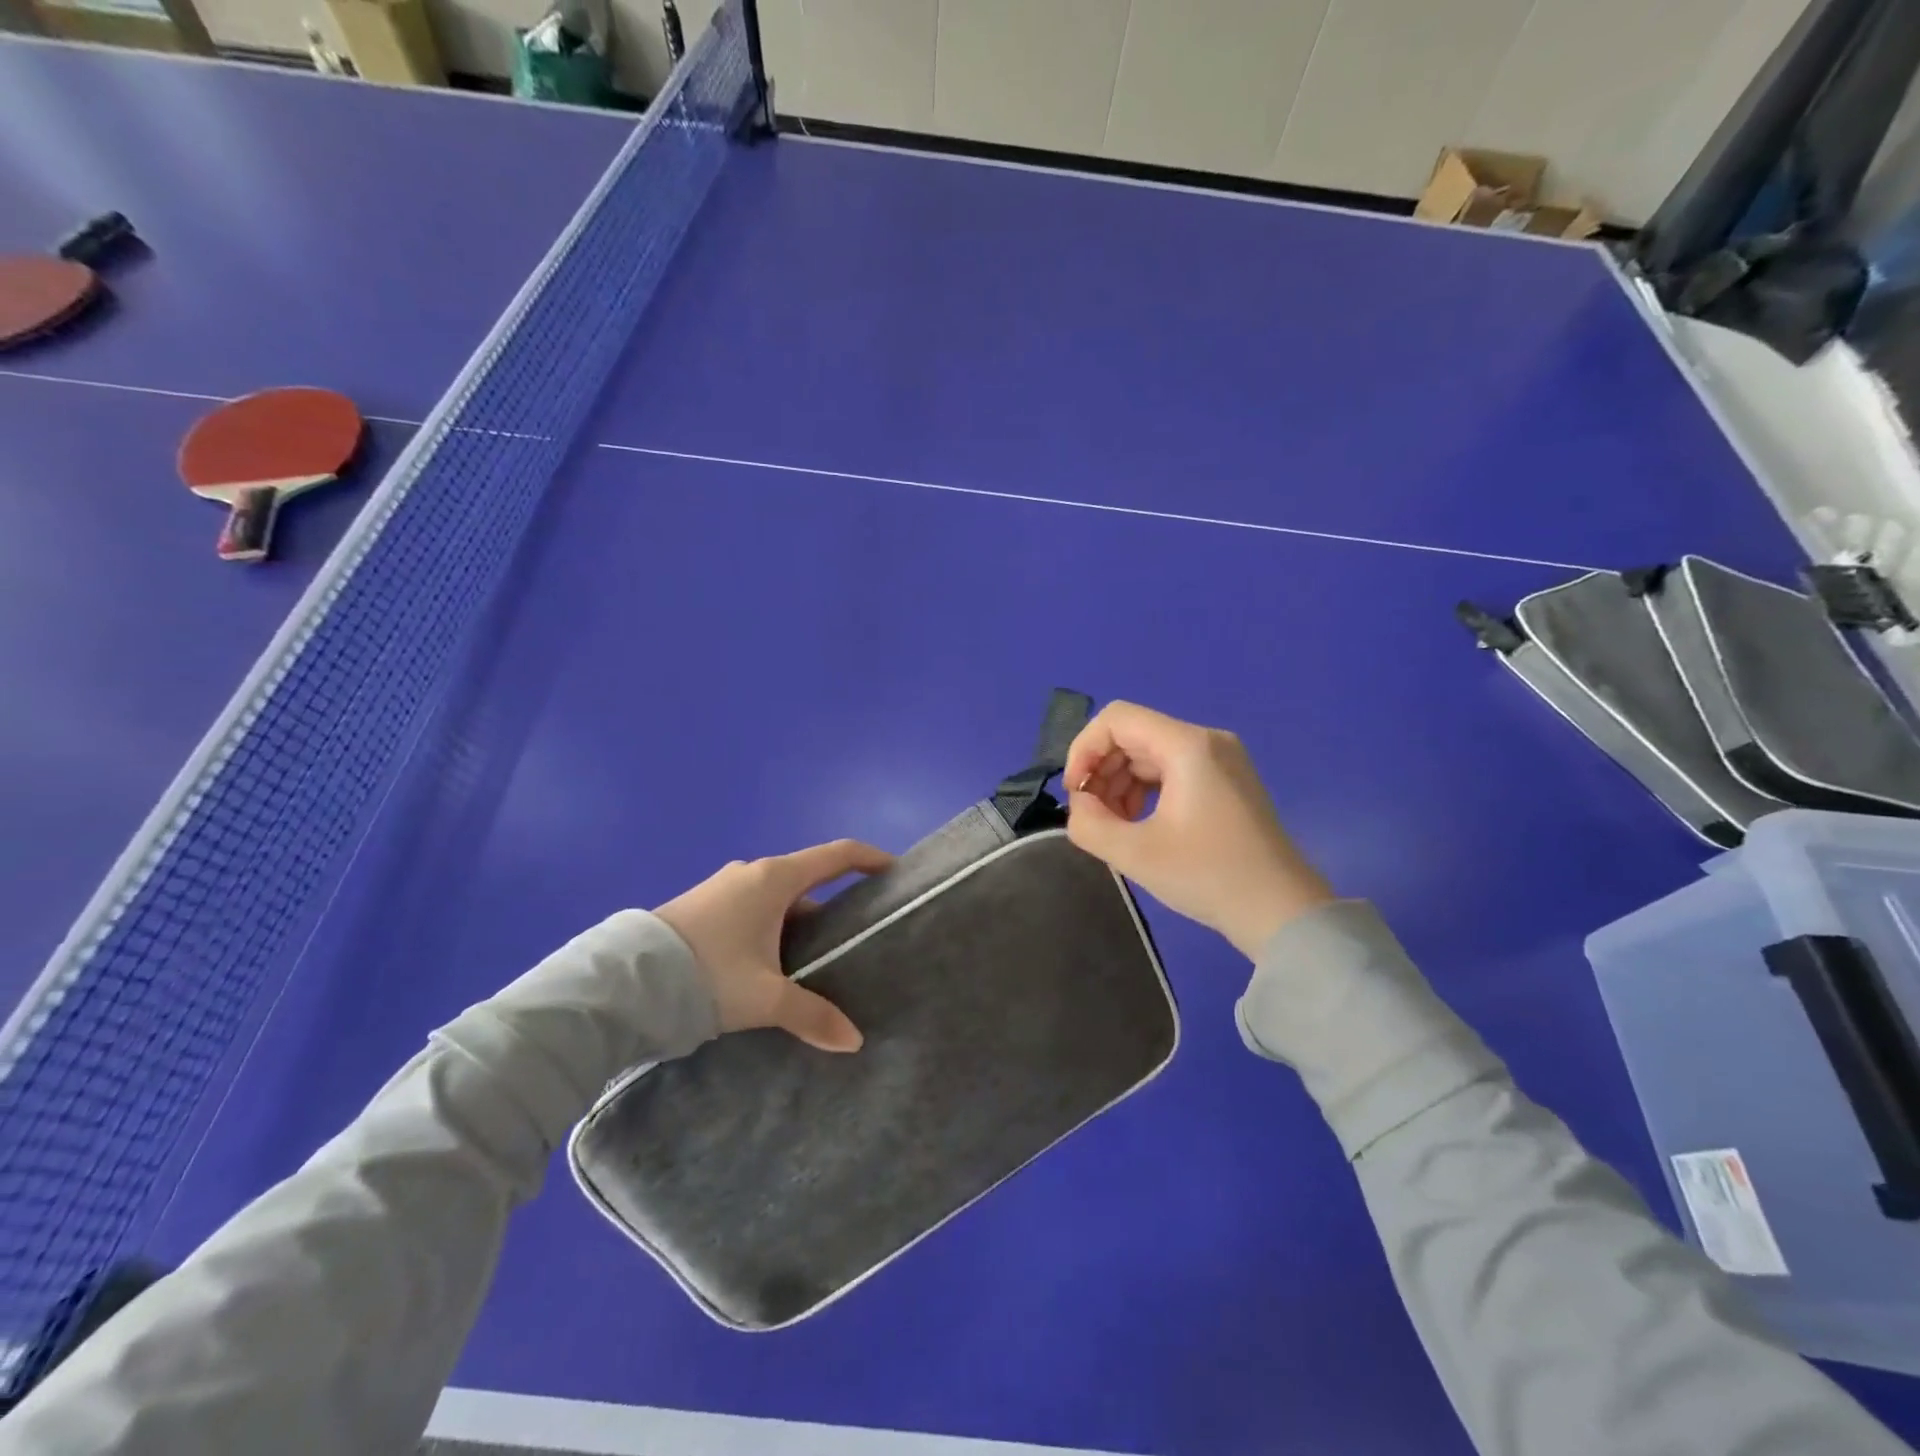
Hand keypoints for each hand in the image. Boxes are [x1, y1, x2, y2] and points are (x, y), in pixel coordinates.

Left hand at [655, 839, 890, 1051]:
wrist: (623, 983)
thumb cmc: (708, 975)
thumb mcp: (765, 998)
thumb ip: (812, 1016)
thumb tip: (854, 1041)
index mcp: (775, 879)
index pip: (837, 855)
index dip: (869, 858)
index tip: (893, 871)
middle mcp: (751, 874)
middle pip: (808, 880)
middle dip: (835, 904)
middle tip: (857, 935)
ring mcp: (723, 888)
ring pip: (777, 899)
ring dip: (800, 921)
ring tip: (817, 958)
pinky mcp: (701, 907)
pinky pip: (752, 909)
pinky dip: (772, 928)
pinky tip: (772, 963)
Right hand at [1064, 702, 1333, 957]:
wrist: (1282, 912)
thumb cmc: (1208, 877)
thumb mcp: (1135, 854)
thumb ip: (1088, 823)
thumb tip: (1079, 805)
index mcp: (1187, 746)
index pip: (1116, 719)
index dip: (1084, 749)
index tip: (1075, 793)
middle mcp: (1206, 741)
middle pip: (1132, 735)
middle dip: (1101, 771)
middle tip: (1090, 816)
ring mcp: (1220, 760)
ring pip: (1149, 754)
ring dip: (1119, 784)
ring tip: (1112, 826)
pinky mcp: (1226, 781)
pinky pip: (1170, 770)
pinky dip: (1144, 791)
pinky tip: (1138, 824)